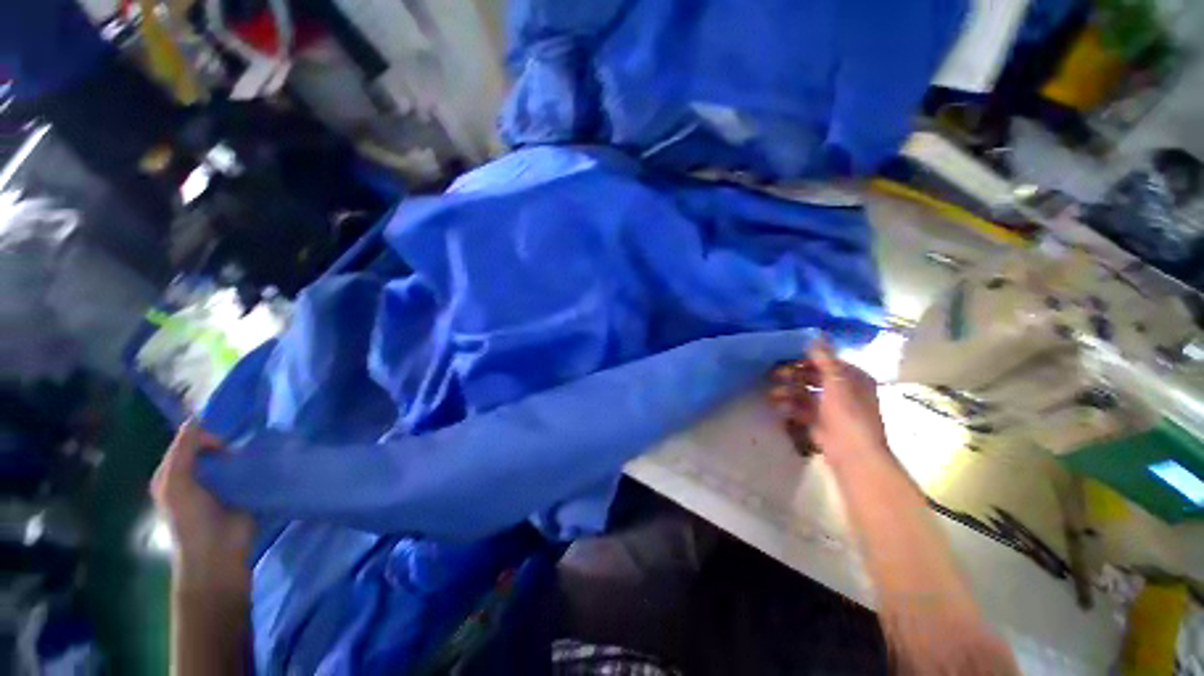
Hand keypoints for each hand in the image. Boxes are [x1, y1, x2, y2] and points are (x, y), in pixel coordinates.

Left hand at [151, 421, 253, 593]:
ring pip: (232, 458)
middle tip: (243, 442)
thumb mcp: (176, 480)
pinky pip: (249, 471)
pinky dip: (256, 464)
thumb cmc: (190, 517)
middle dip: (227, 442)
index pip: (189, 442)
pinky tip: (265, 461)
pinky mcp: (244, 491)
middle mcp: (196, 476)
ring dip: (243, 453)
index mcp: (174, 473)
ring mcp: (221, 485)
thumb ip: (183, 449)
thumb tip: (198, 418)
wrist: (217, 551)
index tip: (223, 441)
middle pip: (212, 449)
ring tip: (258, 449)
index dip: (204, 435)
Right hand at [768, 338, 889, 467]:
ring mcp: (829, 407)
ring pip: (804, 392)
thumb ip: (824, 358)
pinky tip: (780, 407)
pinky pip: (801, 408)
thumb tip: (816, 335)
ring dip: (788, 391)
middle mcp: (842, 390)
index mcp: (853, 378)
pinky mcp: (818, 421)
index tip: (786, 356)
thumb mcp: (837, 381)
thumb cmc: (848, 414)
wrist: (853, 453)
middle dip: (793, 375)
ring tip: (773, 394)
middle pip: (813, 376)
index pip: (827, 361)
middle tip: (774, 374)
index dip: (807, 358)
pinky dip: (790, 406)